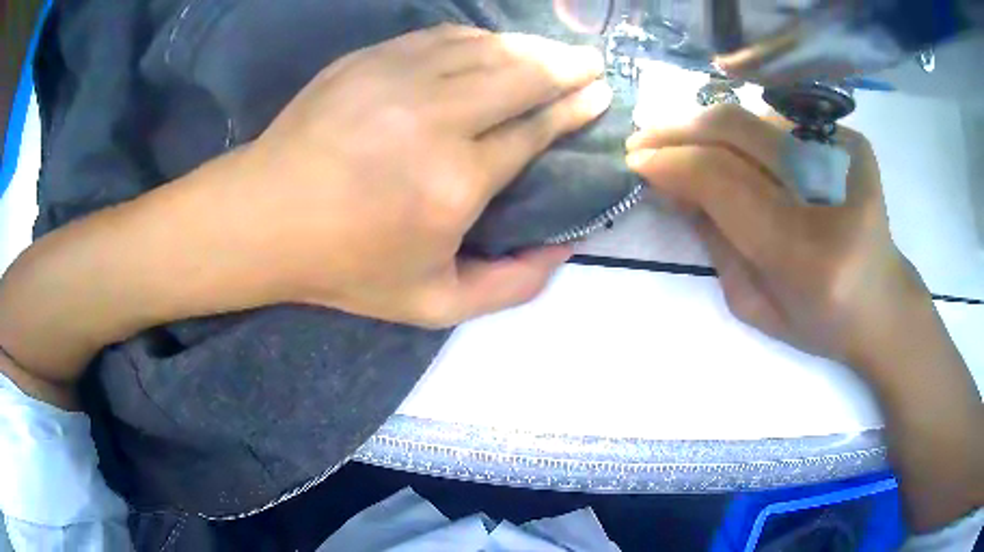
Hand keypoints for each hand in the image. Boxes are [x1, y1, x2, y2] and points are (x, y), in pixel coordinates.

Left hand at [202, 24, 611, 326]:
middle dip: (567, 67)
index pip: (534, 131)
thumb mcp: (433, 305)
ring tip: (554, 52)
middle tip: (592, 64)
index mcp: (456, 183)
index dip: (573, 109)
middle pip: (521, 76)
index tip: (599, 96)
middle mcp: (436, 119)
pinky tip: (492, 45)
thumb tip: (564, 248)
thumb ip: (510, 286)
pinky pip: (441, 37)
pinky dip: (478, 38)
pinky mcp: (369, 61)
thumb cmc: (344, 266)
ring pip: (486, 49)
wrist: (264, 218)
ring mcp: (398, 80)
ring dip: (529, 47)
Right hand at [625, 105, 926, 368]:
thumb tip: (674, 184)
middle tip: (644, 138)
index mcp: (805, 252)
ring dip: (708, 125)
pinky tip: (731, 145)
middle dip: (680, 129)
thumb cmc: (820, 322)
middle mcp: (829, 193)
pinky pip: (782, 122)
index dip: (672, 162)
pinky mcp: (852, 142)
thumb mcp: (755, 304)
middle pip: (737, 131)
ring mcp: (846, 156)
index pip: (722, 180)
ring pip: (755, 118)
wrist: (883, 304)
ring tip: (680, 139)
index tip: (636, 160)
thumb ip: (714, 241)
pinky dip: (747, 131)